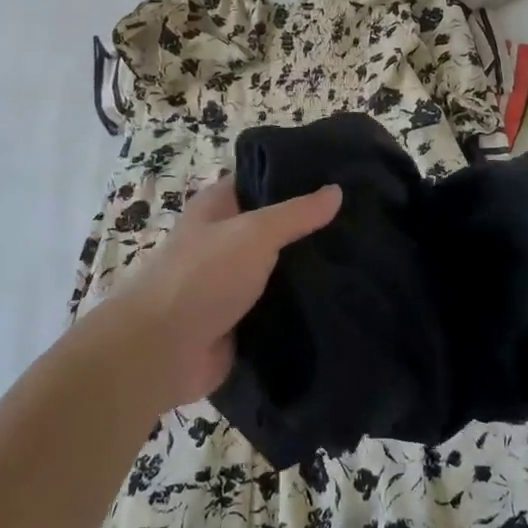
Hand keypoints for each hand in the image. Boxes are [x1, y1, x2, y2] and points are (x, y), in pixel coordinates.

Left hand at [76, 179, 341, 413]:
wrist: (162, 352)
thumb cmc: (202, 277)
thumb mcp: (254, 233)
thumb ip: (296, 213)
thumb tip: (336, 190)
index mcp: (218, 207)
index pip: (262, 179)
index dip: (297, 176)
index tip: (343, 175)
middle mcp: (225, 240)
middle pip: (276, 227)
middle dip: (312, 227)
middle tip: (365, 221)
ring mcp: (233, 282)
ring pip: (281, 269)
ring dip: (311, 269)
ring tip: (365, 258)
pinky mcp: (242, 320)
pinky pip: (280, 307)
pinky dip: (304, 305)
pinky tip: (344, 298)